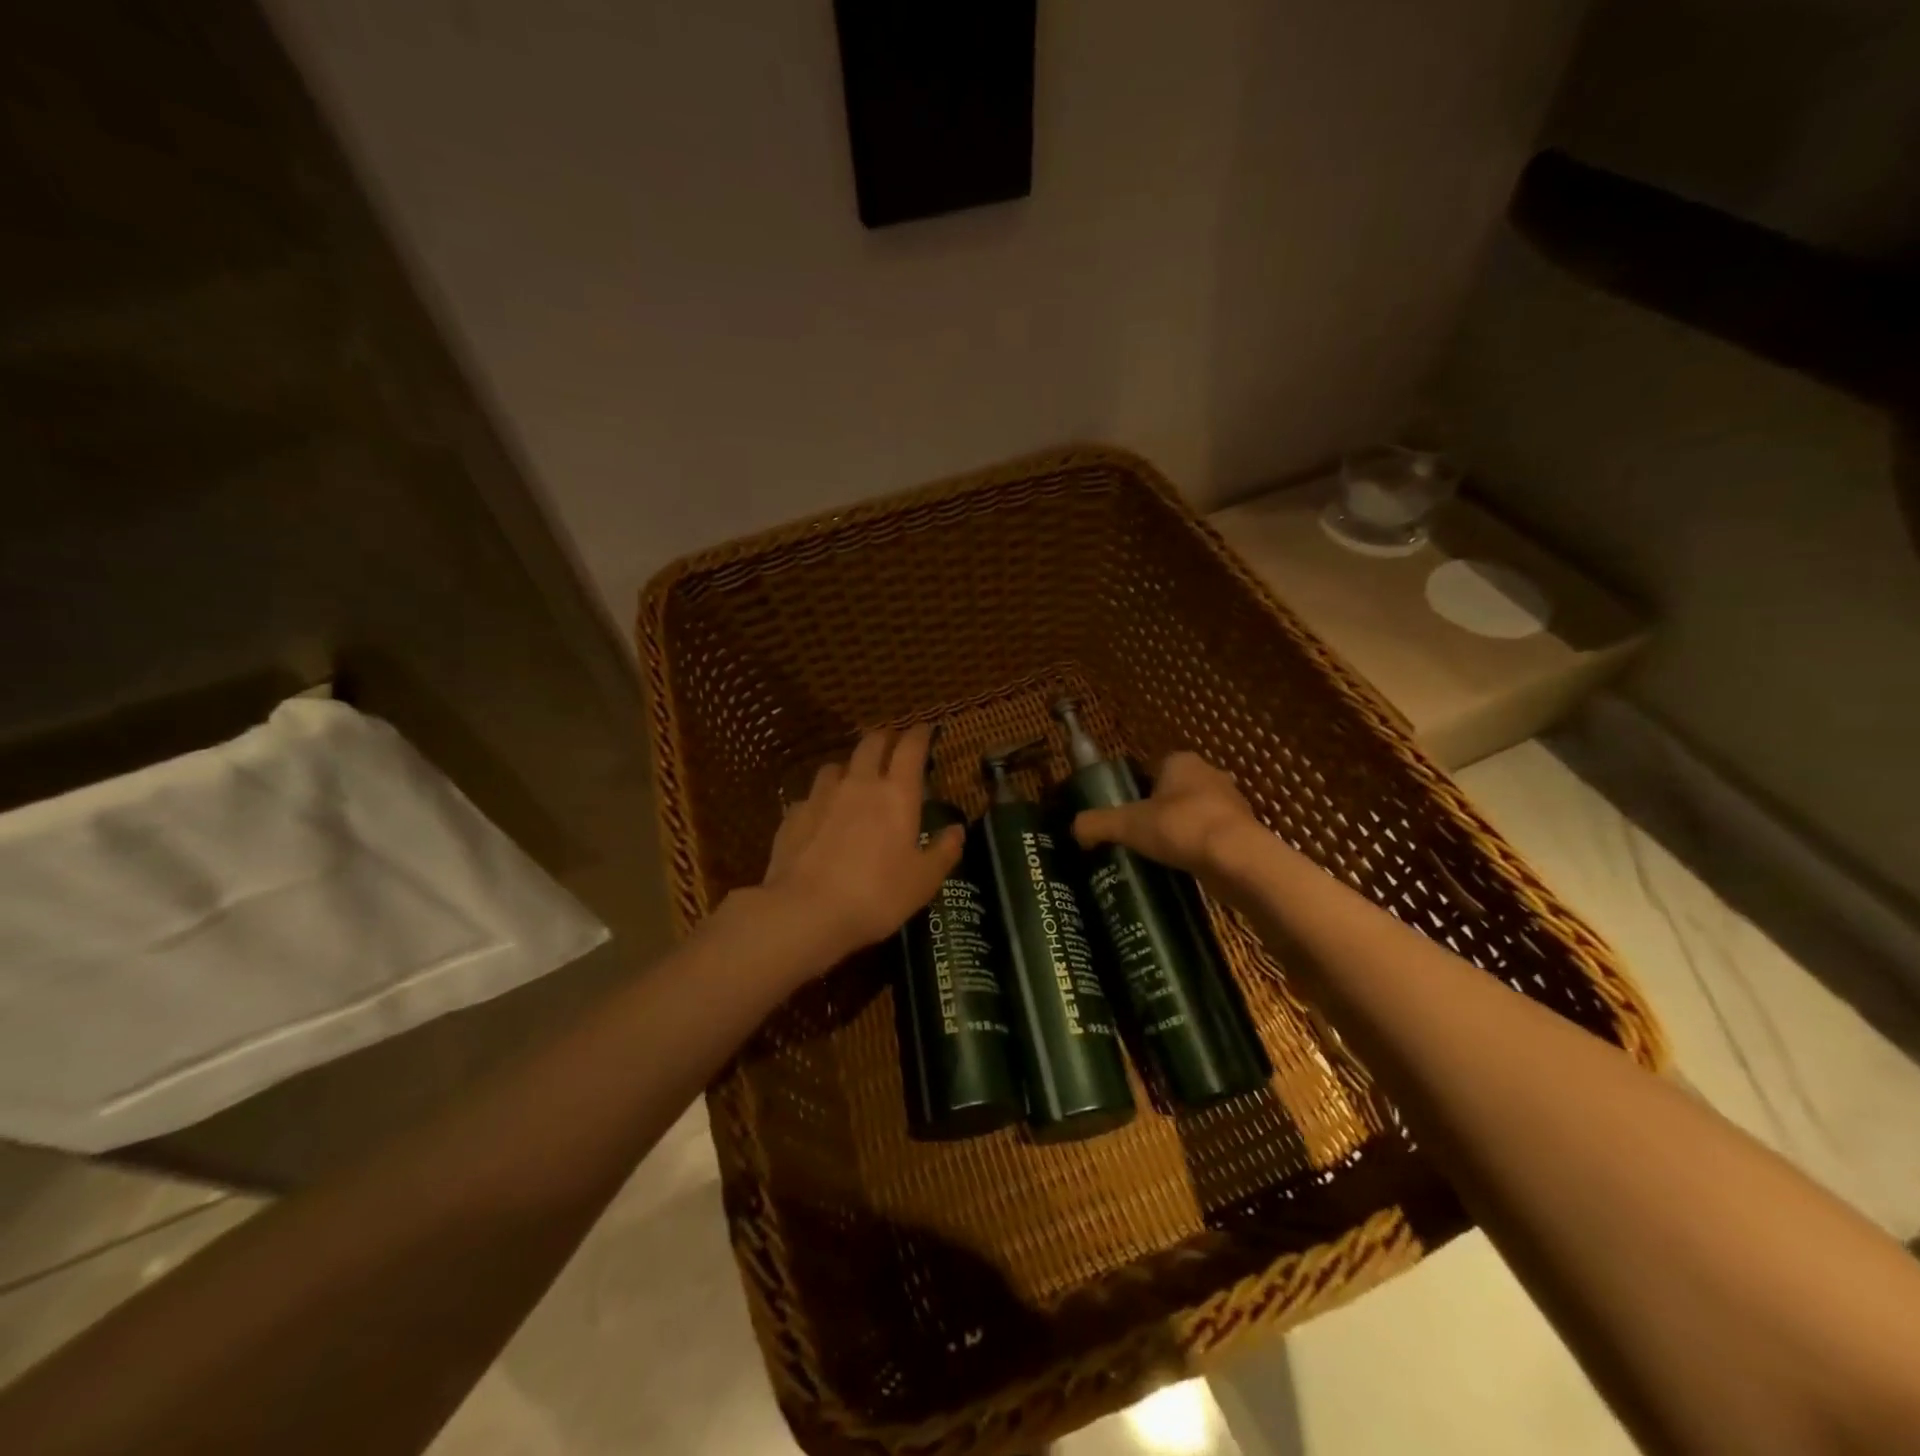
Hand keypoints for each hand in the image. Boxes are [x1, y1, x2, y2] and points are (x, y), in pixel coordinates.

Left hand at [752, 724, 963, 967]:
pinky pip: (811, 796)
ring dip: (850, 766)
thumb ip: (943, 852)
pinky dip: (822, 799)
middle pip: (871, 744)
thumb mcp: (923, 881)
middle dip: (885, 738)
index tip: (926, 729)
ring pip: (836, 765)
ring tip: (855, 778)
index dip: (920, 734)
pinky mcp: (794, 815)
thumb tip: (957, 830)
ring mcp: (821, 796)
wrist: (806, 911)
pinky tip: (822, 815)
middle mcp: (859, 784)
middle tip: (893, 745)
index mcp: (897, 794)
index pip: (911, 748)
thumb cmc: (876, 896)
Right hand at [1071, 750, 1260, 879]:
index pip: (1151, 768)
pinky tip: (1182, 868)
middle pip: (1173, 791)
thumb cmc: (1180, 827)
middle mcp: (1209, 775)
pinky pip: (1210, 837)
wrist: (1237, 859)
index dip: (1135, 790)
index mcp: (1181, 762)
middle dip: (1157, 811)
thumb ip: (1096, 824)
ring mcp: (1230, 804)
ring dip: (1179, 831)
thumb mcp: (1127, 824)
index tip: (1122, 814)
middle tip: (1135, 837)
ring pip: (1193, 814)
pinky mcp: (1243, 832)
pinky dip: (1196, 849)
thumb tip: (1075, 830)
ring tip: (1157, 856)